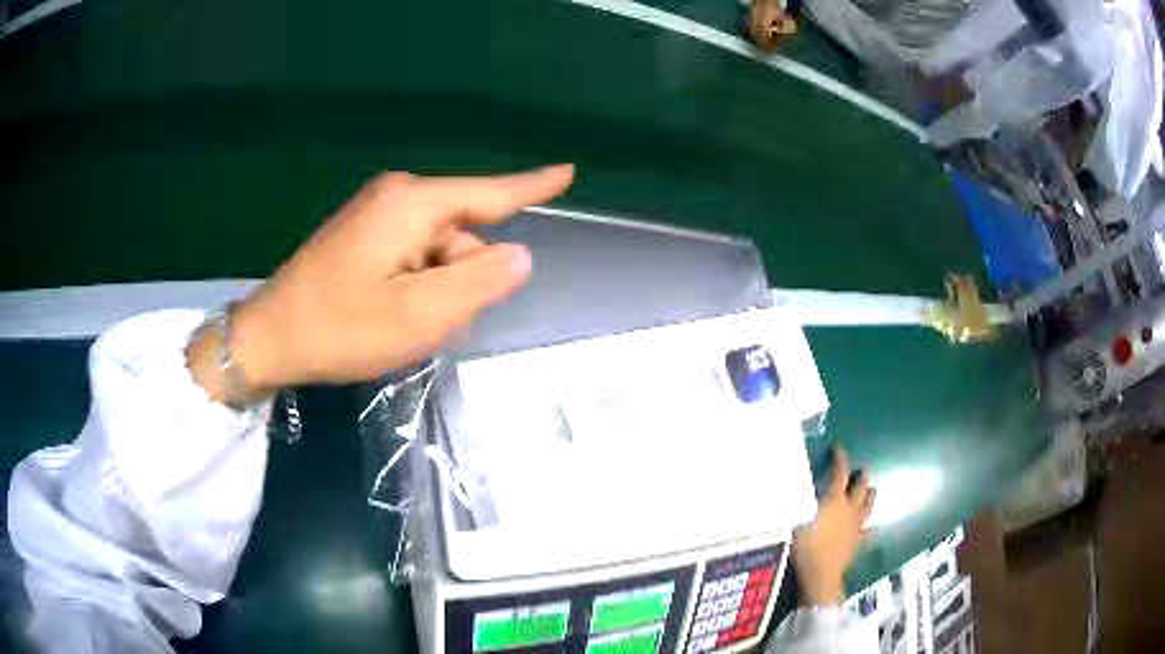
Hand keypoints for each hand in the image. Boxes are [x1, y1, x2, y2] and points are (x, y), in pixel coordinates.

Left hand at [187, 165, 574, 403]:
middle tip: (427, 323)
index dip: (532, 186)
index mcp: (412, 205)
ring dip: (436, 290)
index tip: (569, 171)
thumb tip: (519, 255)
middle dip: (460, 279)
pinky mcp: (363, 235)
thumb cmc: (340, 327)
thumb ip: (478, 283)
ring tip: (402, 325)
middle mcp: (396, 198)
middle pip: (462, 234)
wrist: (269, 338)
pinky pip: (413, 256)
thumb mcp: (419, 316)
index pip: (488, 193)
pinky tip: (389, 314)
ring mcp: (376, 215)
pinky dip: (415, 287)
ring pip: (438, 251)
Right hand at [792, 446, 874, 605]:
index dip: (840, 459)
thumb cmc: (806, 546)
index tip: (839, 448)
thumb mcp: (795, 521)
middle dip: (862, 476)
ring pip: (869, 506)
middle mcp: (849, 509)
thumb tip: (789, 486)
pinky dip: (870, 527)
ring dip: (871, 496)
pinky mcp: (858, 542)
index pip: (839, 473)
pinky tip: (872, 527)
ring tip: (873, 490)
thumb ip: (796, 503)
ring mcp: (857, 526)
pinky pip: (868, 531)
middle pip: (861, 487)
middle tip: (863, 470)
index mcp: (834, 499)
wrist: (821, 575)